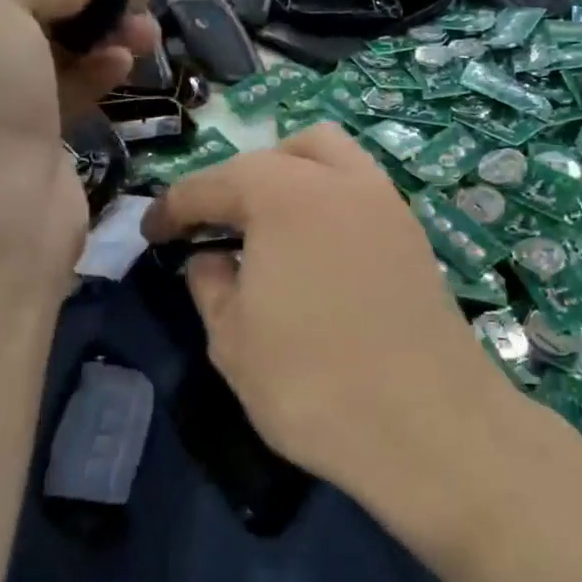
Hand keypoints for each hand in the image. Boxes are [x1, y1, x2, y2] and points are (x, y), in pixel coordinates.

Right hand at [143, 124, 542, 543]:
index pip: (213, 184)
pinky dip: (327, 203)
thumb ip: (210, 285)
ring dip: (289, 178)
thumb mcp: (232, 340)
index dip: (174, 206)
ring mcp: (387, 204)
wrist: (429, 426)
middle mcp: (340, 181)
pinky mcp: (415, 236)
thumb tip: (209, 259)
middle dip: (236, 181)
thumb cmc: (313, 382)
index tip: (151, 231)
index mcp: (284, 195)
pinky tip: (316, 252)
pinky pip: (360, 193)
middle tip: (215, 227)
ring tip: (267, 229)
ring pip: (330, 158)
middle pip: (276, 155)